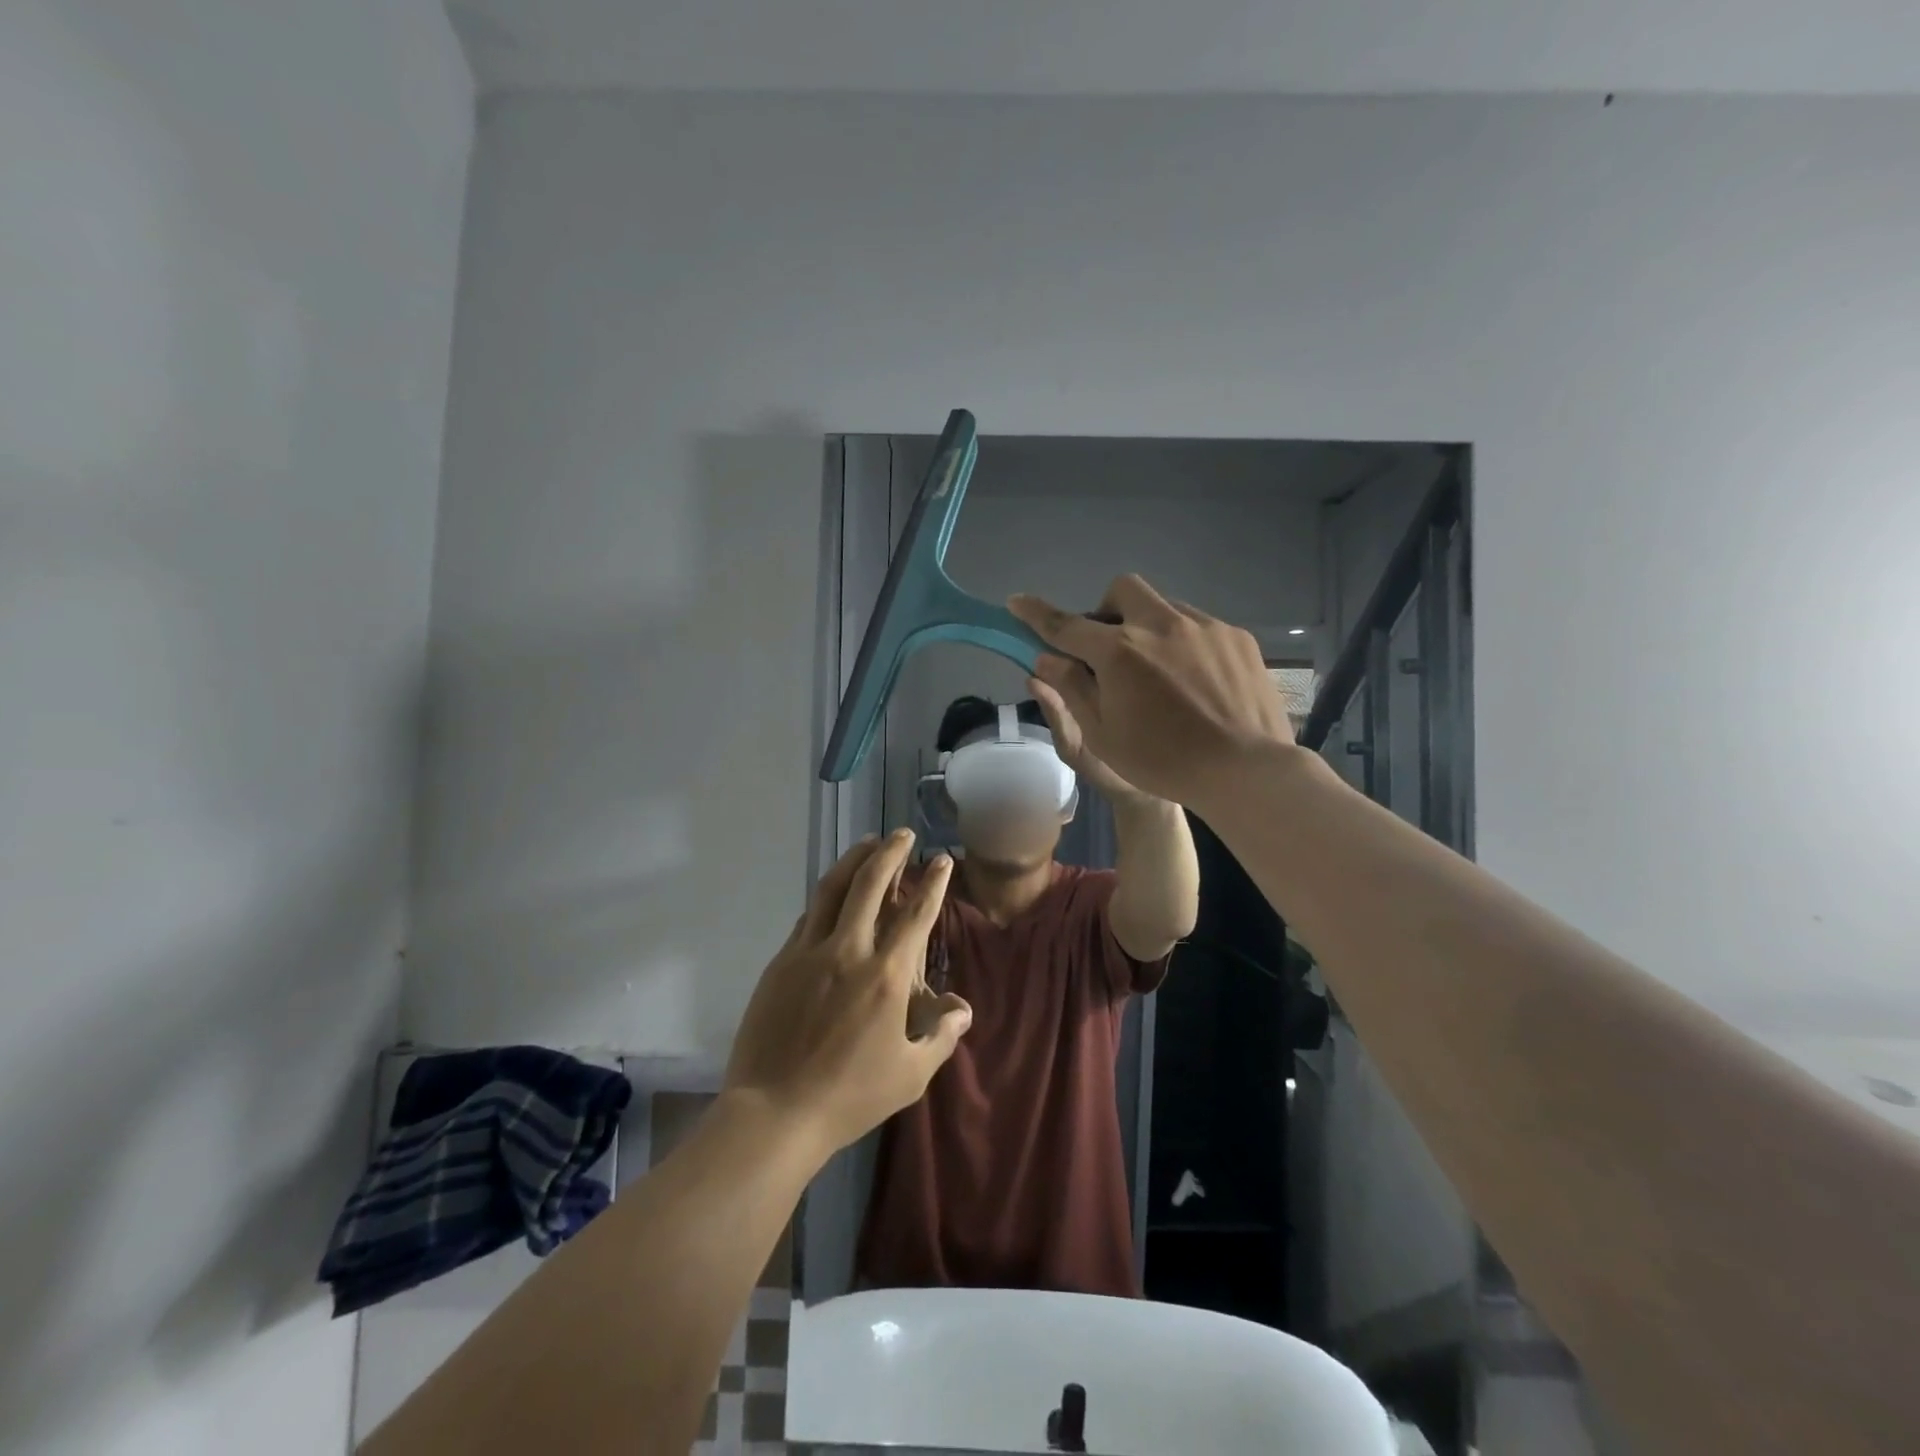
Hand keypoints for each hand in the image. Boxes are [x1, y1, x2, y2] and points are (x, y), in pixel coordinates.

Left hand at [724, 830, 972, 1155]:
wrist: (774, 1113)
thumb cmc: (851, 1096)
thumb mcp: (911, 1074)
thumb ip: (941, 1035)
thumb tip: (963, 1008)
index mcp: (886, 975)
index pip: (916, 914)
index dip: (933, 882)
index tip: (941, 860)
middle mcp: (849, 950)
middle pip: (870, 883)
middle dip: (890, 852)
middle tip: (902, 834)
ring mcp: (809, 952)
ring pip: (832, 889)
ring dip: (854, 860)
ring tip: (867, 843)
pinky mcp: (781, 962)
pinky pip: (808, 917)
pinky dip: (826, 897)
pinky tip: (833, 895)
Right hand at [1008, 575, 1294, 808]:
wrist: (1245, 770)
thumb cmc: (1162, 762)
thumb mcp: (1102, 735)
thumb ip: (1071, 689)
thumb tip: (1045, 658)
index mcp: (1119, 652)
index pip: (1065, 624)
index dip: (1036, 613)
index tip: (1017, 602)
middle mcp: (1160, 625)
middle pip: (1121, 590)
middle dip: (1106, 609)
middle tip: (1110, 649)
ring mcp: (1203, 626)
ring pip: (1163, 606)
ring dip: (1147, 627)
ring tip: (1159, 671)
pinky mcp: (1236, 637)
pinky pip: (1198, 626)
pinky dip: (1184, 643)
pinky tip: (1196, 682)